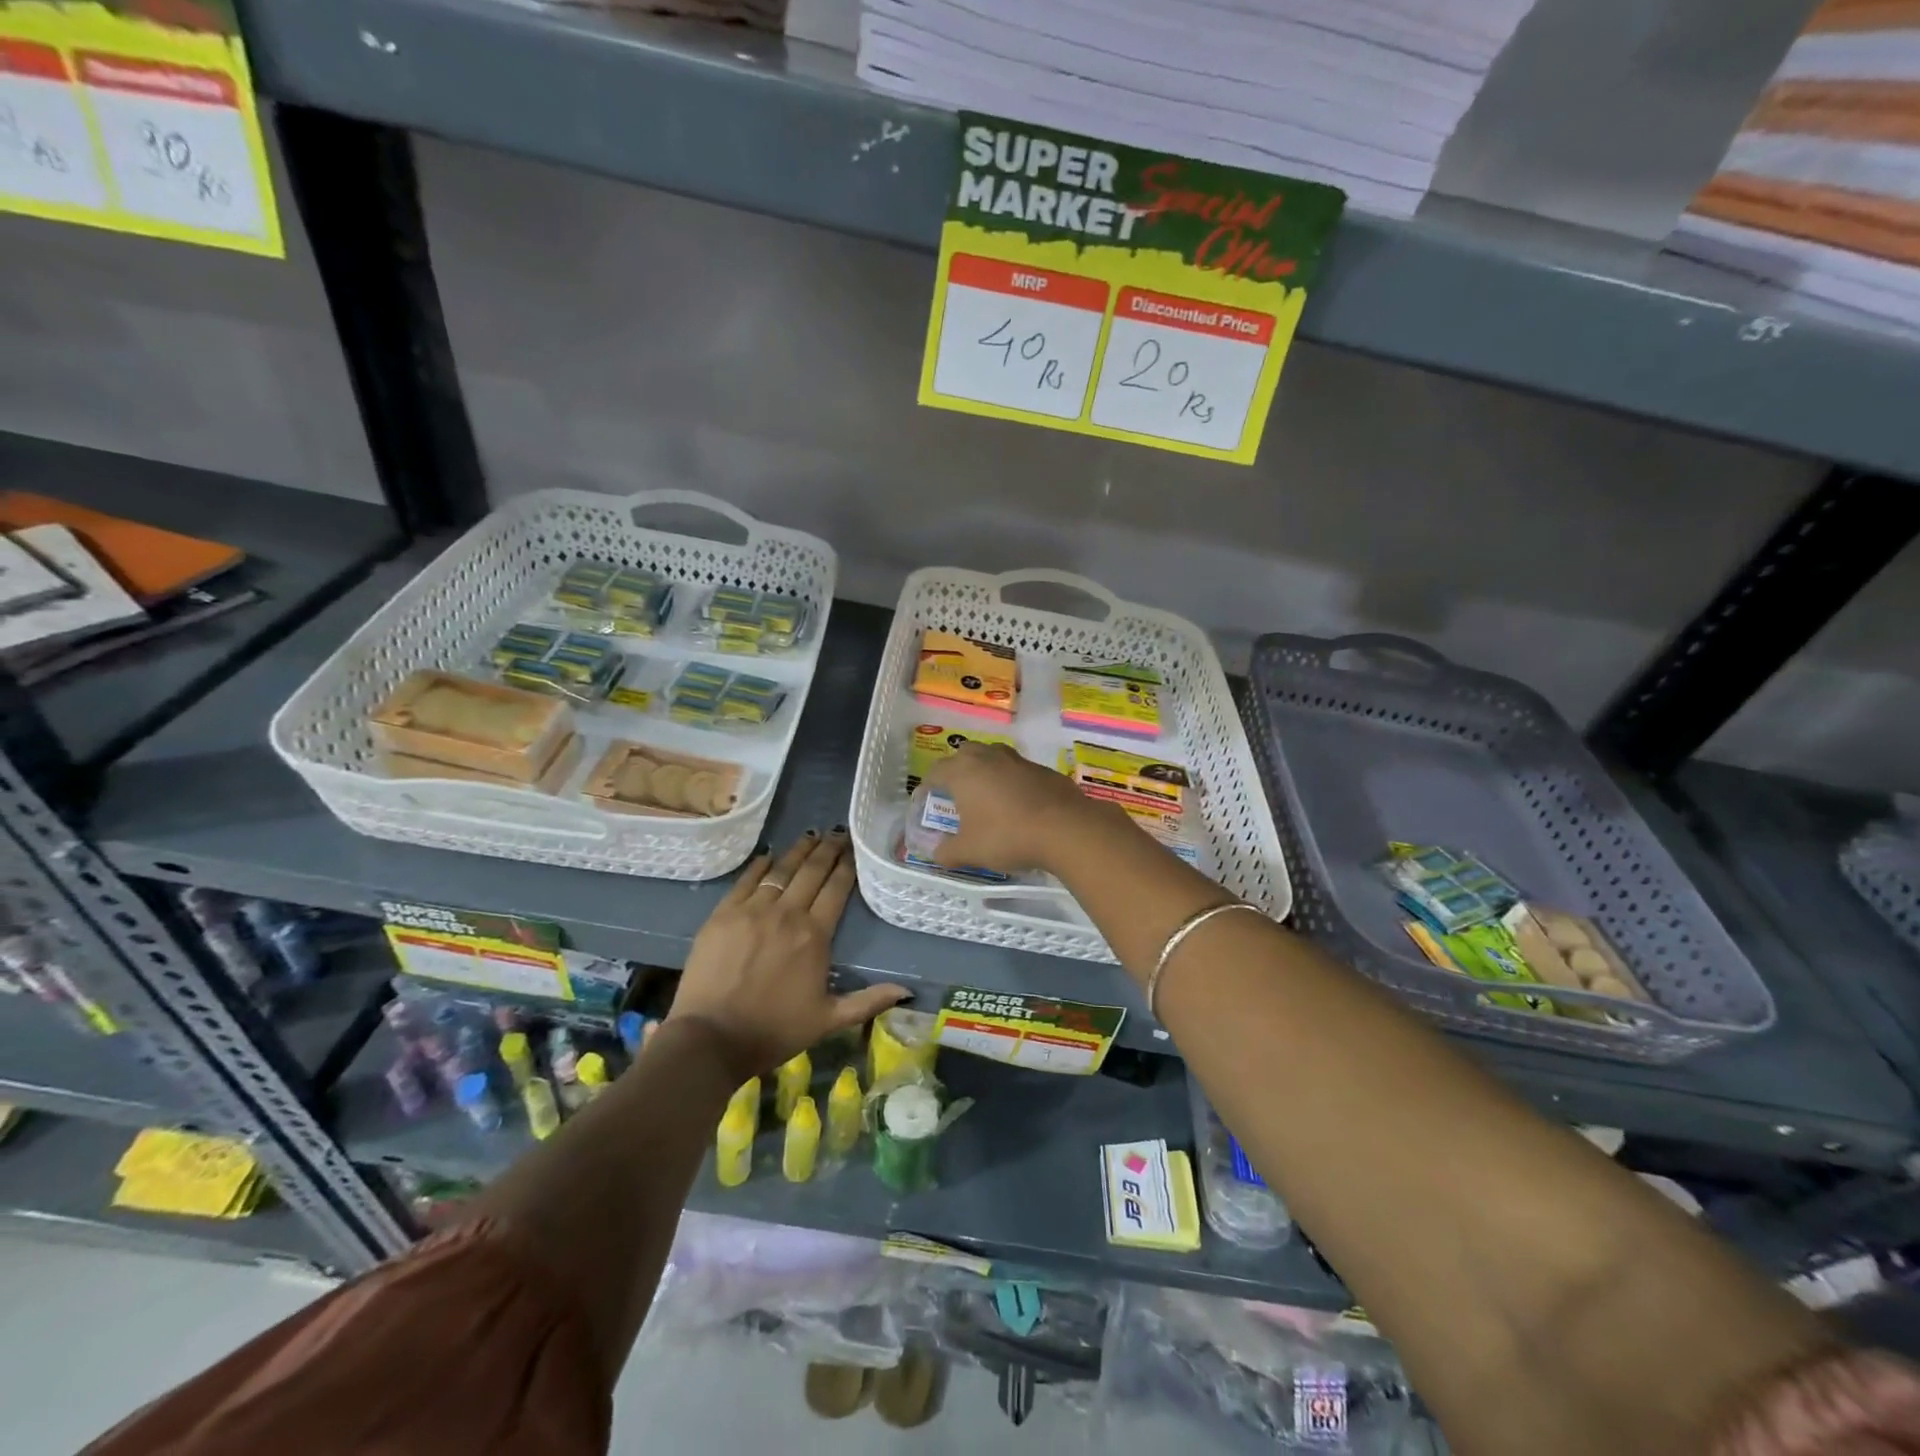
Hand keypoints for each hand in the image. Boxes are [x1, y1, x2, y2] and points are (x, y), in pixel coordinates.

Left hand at [668, 829, 907, 1080]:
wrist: (711, 1039)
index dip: (847, 866)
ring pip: (780, 870)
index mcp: (815, 936)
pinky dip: (759, 865)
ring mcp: (752, 911)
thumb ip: (868, 1001)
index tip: (854, 848)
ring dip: (798, 851)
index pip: (836, 889)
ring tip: (810, 836)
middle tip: (837, 832)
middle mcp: (787, 914)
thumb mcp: (828, 1020)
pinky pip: (746, 881)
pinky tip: (768, 855)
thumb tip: (907, 991)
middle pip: (811, 872)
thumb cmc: (774, 1031)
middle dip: (827, 849)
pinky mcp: (723, 914)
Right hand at [924, 742, 1120, 874]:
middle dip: (956, 770)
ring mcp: (1018, 760)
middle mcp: (988, 757)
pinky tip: (1018, 804)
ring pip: (993, 756)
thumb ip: (947, 851)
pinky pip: (1018, 770)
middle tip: (956, 794)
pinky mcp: (1043, 769)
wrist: (1065, 829)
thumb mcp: (970, 851)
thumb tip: (936, 853)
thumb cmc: (1007, 836)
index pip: (935, 772)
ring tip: (986, 796)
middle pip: (964, 754)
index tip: (926, 802)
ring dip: (985, 771)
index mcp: (963, 771)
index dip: (927, 787)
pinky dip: (1012, 781)